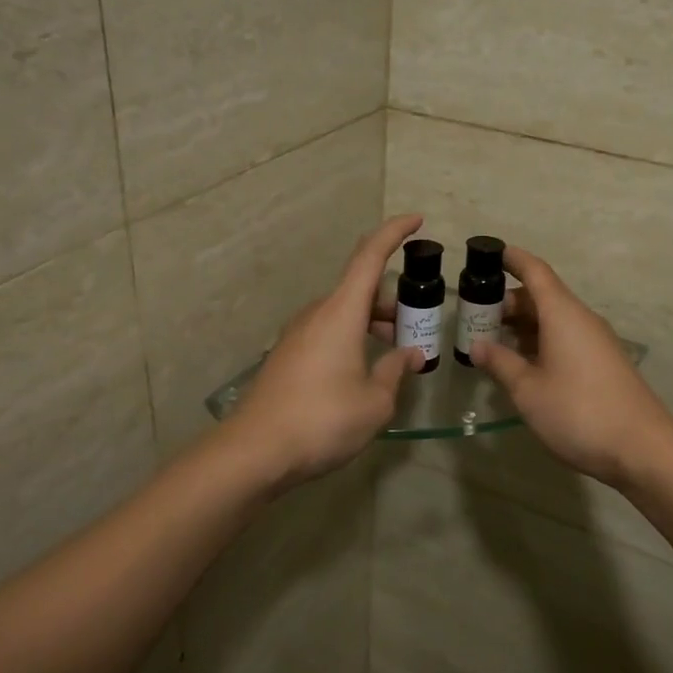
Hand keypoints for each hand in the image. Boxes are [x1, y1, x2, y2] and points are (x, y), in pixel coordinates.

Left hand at [230, 214, 425, 490]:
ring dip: (372, 323)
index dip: (394, 233)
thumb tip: (408, 355)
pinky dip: (352, 339)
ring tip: (395, 354)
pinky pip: (327, 333)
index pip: (369, 257)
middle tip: (416, 326)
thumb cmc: (323, 420)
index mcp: (340, 312)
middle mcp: (316, 314)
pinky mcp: (286, 356)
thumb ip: (395, 372)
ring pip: (343, 313)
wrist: (255, 451)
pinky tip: (363, 372)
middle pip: (359, 289)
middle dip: (392, 300)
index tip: (416, 220)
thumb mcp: (375, 402)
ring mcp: (297, 335)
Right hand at [472, 248, 672, 487]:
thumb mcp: (528, 390)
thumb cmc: (578, 412)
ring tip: (491, 341)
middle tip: (475, 316)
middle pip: (542, 297)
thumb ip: (500, 363)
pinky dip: (540, 342)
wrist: (642, 448)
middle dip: (508, 302)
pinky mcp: (602, 363)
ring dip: (523, 326)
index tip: (490, 253)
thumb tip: (477, 345)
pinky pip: (565, 338)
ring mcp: (595, 342)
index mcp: (563, 314)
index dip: (513, 259)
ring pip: (554, 320)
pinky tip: (522, 364)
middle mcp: (581, 320)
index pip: (535, 272)